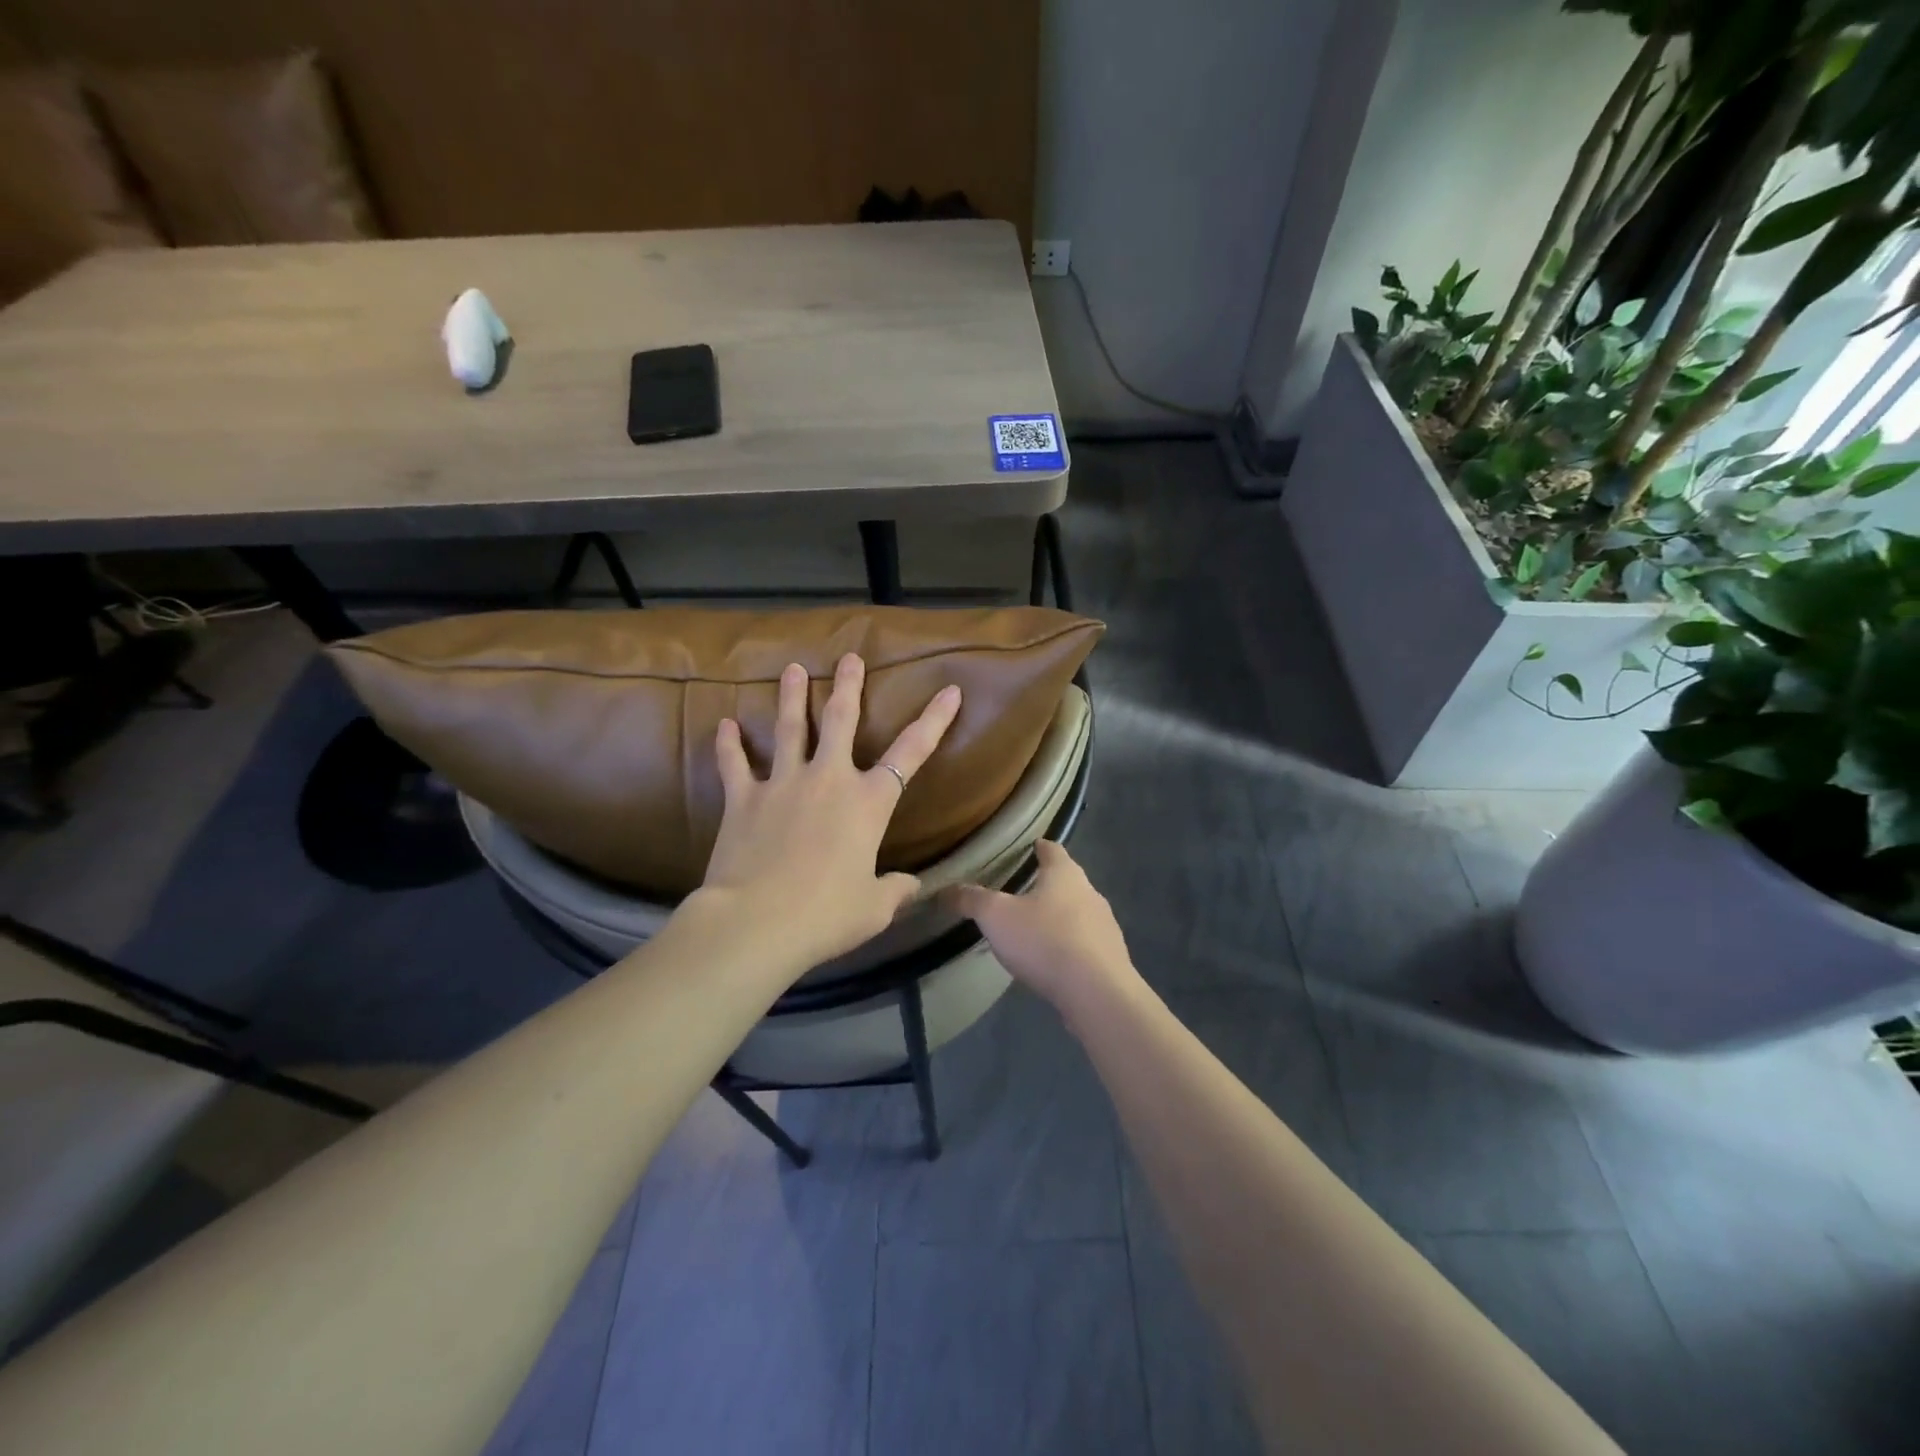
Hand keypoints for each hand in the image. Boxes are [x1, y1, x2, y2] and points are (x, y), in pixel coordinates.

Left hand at [699, 653, 961, 975]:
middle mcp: (828, 779)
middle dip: (847, 686)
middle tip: (848, 657)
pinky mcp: (743, 798)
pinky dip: (729, 745)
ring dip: (791, 696)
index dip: (934, 721)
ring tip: (792, 669)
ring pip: (788, 728)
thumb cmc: (826, 915)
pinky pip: (734, 764)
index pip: (911, 752)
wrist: (757, 922)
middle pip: (840, 720)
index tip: (949, 691)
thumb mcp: (874, 908)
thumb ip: (896, 890)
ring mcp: (783, 783)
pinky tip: (724, 726)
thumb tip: (913, 886)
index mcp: (868, 802)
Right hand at [946, 841, 1137, 1014]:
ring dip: (1059, 917)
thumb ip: (971, 900)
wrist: (1097, 993)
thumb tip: (945, 890)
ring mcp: (1105, 925)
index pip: (1052, 849)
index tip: (1028, 848)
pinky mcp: (1110, 957)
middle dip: (1046, 885)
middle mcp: (1090, 892)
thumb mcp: (996, 917)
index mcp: (1065, 874)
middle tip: (1021, 892)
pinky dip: (1069, 945)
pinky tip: (1053, 961)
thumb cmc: (1045, 941)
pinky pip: (1085, 943)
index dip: (1038, 847)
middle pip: (1067, 880)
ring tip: (1034, 929)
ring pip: (1078, 912)